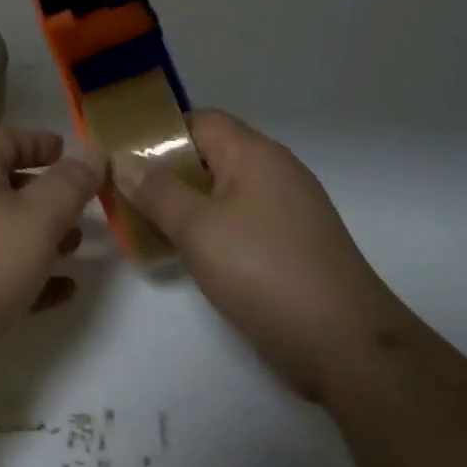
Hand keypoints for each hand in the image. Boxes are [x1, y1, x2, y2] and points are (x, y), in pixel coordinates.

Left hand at [0, 127, 102, 424]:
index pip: (3, 141)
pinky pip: (2, 282)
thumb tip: (92, 153)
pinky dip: (34, 281)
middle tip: (85, 203)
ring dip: (42, 237)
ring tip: (80, 244)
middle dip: (45, 193)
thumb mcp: (36, 217)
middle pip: (4, 189)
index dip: (36, 140)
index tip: (68, 150)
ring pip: (5, 237)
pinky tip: (64, 292)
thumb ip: (69, 185)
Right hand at [114, 110, 392, 400]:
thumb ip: (157, 191)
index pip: (199, 120)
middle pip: (209, 155)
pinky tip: (184, 253)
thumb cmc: (265, 271)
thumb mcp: (199, 229)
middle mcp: (273, 171)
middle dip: (165, 172)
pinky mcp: (290, 244)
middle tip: (123, 194)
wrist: (346, 345)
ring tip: (142, 224)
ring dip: (184, 204)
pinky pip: (238, 221)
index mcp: (254, 154)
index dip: (158, 132)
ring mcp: (286, 209)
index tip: (120, 155)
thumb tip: (122, 159)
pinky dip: (208, 228)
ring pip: (222, 191)